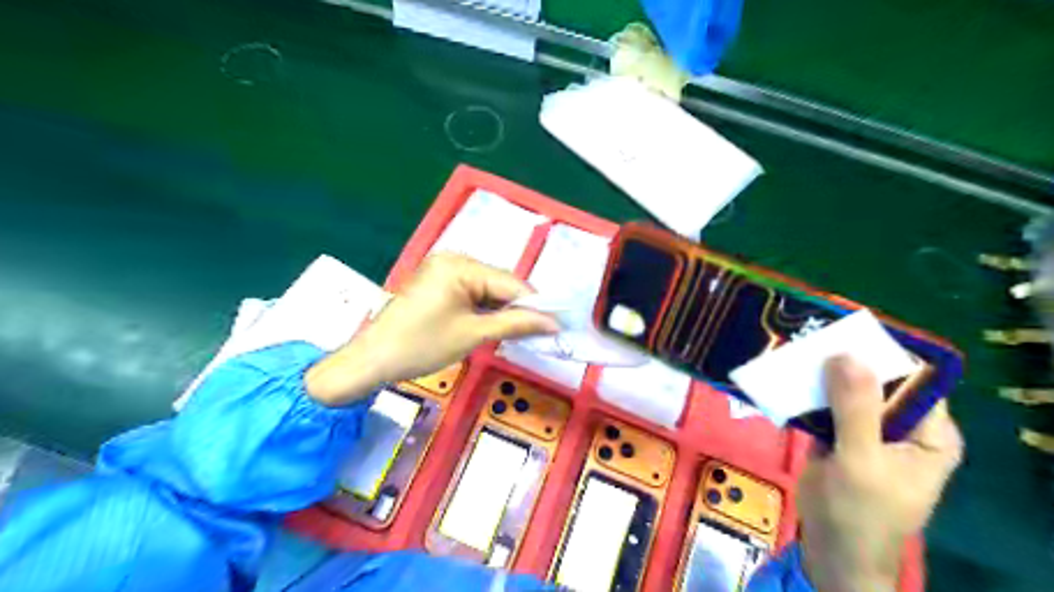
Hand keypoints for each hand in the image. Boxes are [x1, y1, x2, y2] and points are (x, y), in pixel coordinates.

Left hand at [304, 253, 559, 406]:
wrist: (372, 360)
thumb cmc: (422, 345)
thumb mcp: (473, 335)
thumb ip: (515, 323)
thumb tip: (553, 323)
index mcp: (460, 265)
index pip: (510, 282)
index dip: (535, 305)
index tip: (557, 326)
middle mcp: (453, 260)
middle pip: (499, 284)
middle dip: (519, 308)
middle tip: (541, 333)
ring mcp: (443, 270)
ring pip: (487, 290)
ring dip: (503, 310)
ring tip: (523, 332)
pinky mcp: (437, 284)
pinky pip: (471, 294)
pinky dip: (485, 310)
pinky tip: (497, 325)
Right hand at [800, 356, 961, 591]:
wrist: (831, 550)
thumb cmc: (860, 513)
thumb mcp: (861, 461)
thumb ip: (857, 409)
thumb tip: (846, 353)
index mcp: (928, 432)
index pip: (913, 380)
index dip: (882, 353)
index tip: (844, 329)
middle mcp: (902, 425)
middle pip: (875, 381)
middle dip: (844, 360)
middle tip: (810, 334)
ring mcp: (867, 429)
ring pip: (845, 390)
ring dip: (820, 374)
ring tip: (793, 348)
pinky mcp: (838, 436)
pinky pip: (824, 406)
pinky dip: (806, 393)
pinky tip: (785, 377)